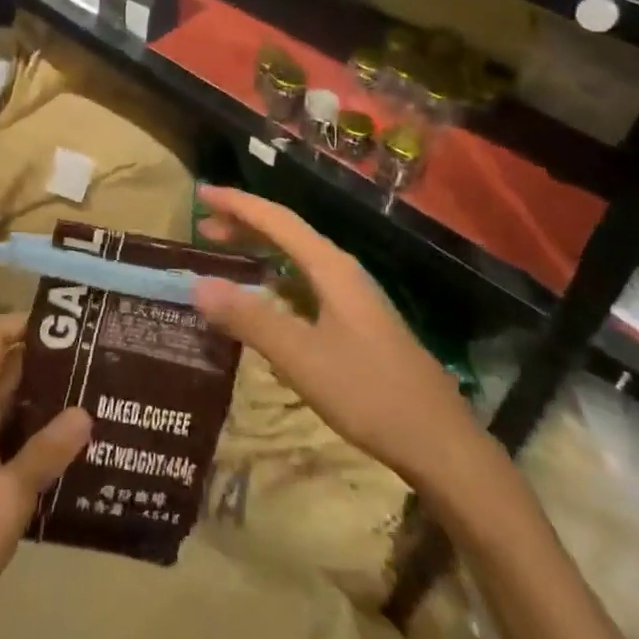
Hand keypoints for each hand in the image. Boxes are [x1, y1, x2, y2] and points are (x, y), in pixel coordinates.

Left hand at [0, 315, 91, 628]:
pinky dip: (42, 441)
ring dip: (47, 402)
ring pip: (13, 411)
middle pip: (6, 374)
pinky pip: (15, 446)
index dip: (21, 323)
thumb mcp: (7, 496)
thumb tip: (86, 410)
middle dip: (47, 361)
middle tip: (95, 361)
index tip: (65, 324)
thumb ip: (46, 453)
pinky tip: (75, 457)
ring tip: (95, 401)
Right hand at [191, 186, 479, 486]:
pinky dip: (276, 280)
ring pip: (298, 260)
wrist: (440, 444)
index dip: (238, 204)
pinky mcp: (357, 324)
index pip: (277, 220)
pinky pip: (306, 284)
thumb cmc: (368, 393)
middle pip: (287, 234)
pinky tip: (265, 301)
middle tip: (203, 228)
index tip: (201, 194)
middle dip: (245, 225)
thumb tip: (198, 285)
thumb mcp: (301, 357)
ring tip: (226, 253)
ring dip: (260, 251)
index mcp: (331, 267)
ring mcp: (353, 299)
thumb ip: (249, 319)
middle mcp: (342, 272)